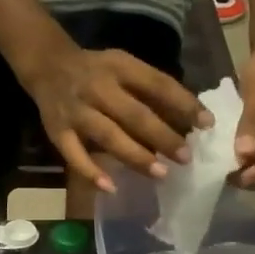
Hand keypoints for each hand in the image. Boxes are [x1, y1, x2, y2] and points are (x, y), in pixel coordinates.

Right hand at [25, 45, 208, 193]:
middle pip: (134, 115)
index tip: (207, 124)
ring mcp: (77, 112)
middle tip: (185, 157)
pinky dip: (91, 172)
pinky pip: (74, 156)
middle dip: (163, 137)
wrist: (47, 65)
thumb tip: (190, 117)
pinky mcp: (57, 132)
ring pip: (109, 136)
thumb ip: (150, 89)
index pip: (157, 84)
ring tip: (160, 174)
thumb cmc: (96, 70)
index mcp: (120, 67)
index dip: (183, 103)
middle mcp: (98, 88)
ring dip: (135, 156)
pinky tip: (111, 187)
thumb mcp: (124, 67)